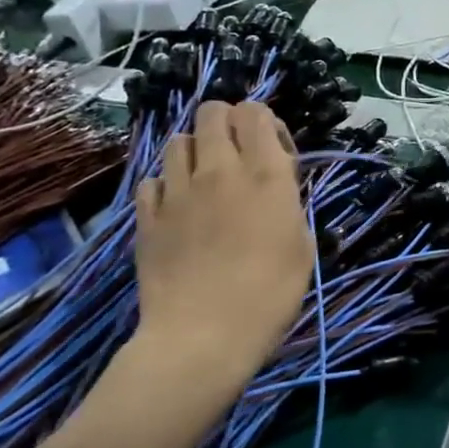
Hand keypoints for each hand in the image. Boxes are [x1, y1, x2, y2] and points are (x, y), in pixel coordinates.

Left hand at [125, 102, 311, 421]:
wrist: (203, 336)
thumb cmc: (269, 294)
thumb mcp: (301, 244)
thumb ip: (288, 202)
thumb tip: (276, 184)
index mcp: (264, 174)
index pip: (255, 112)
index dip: (265, 122)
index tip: (275, 153)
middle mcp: (219, 170)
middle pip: (212, 112)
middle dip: (228, 123)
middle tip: (239, 155)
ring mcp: (177, 191)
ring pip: (178, 140)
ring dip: (196, 150)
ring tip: (206, 180)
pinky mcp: (147, 216)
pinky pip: (152, 180)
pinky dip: (167, 185)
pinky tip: (178, 208)